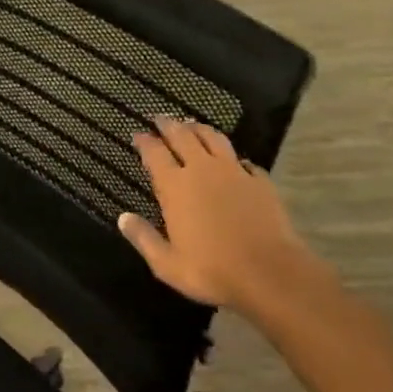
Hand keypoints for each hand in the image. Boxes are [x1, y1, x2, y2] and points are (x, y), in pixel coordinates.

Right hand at [118, 117, 313, 318]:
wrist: (270, 273)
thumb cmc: (212, 270)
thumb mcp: (167, 264)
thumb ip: (143, 238)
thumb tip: (123, 218)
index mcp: (175, 186)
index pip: (154, 153)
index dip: (144, 141)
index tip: (137, 134)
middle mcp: (202, 169)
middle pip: (182, 136)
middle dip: (168, 124)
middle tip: (160, 118)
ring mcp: (234, 172)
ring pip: (213, 139)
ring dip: (199, 129)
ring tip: (192, 125)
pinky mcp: (260, 182)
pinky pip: (245, 161)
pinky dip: (235, 157)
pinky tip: (235, 161)